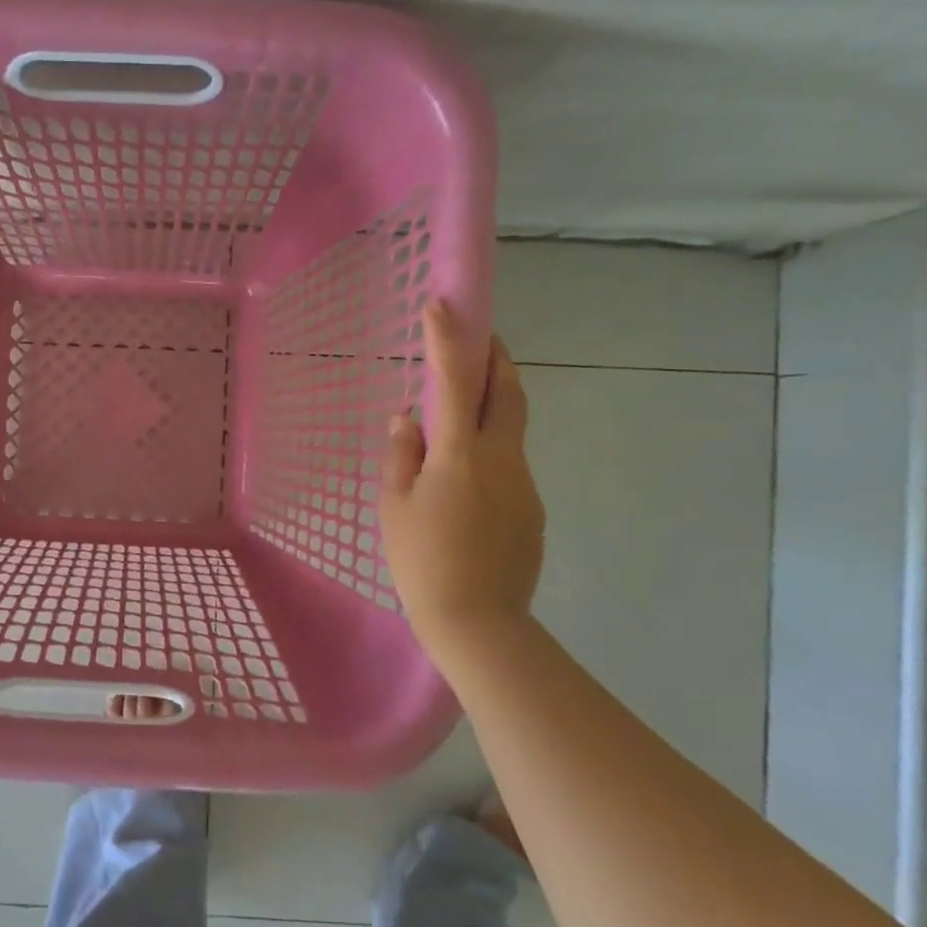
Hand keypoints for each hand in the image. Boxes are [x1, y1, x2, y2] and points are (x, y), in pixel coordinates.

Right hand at [379, 301, 543, 652]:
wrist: (478, 622)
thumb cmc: (422, 560)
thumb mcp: (395, 507)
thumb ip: (401, 455)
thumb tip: (407, 418)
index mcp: (461, 454)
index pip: (454, 382)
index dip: (448, 339)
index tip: (441, 304)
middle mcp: (501, 458)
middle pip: (506, 393)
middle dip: (495, 358)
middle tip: (482, 337)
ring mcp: (524, 485)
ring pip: (510, 430)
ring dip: (492, 406)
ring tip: (461, 413)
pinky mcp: (532, 510)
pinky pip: (509, 465)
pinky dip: (490, 450)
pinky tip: (467, 480)